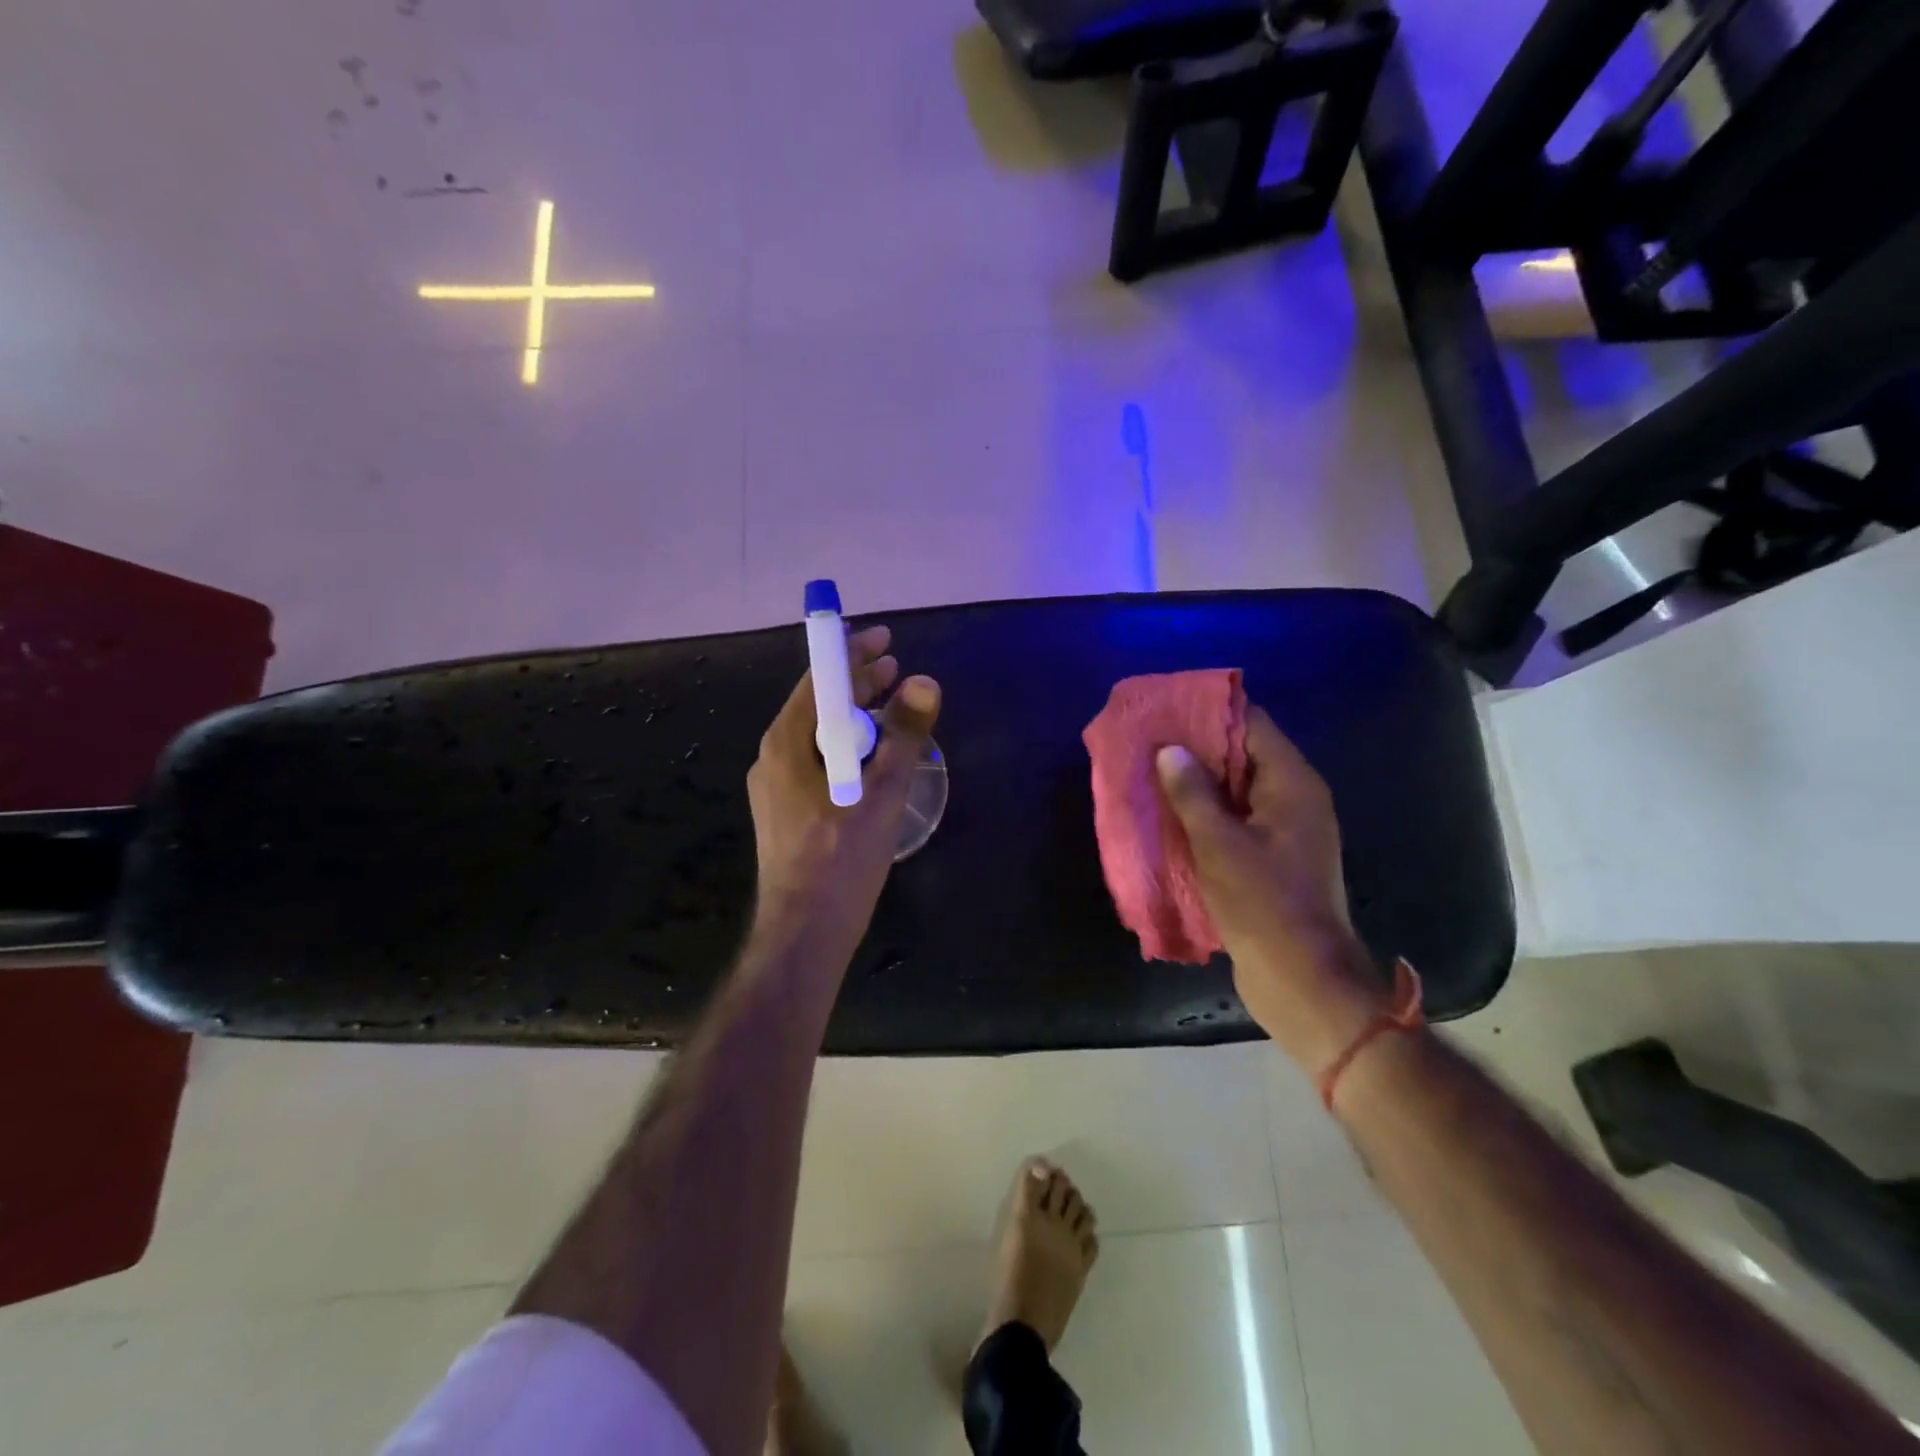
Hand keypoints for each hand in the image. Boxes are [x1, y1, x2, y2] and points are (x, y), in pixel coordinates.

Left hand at [747, 624, 940, 954]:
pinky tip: (876, 760)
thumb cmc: (840, 860)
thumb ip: (904, 736)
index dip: (854, 653)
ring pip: (821, 736)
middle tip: (897, 670)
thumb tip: (925, 681)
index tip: (886, 638)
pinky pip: (820, 762)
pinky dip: (850, 749)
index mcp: (787, 743)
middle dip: (859, 684)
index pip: (820, 679)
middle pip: (820, 705)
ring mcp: (777, 787)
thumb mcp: (881, 793)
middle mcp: (774, 757)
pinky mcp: (788, 812)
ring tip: (893, 710)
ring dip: (858, 718)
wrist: (803, 934)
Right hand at [1156, 710, 1385, 1068]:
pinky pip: (1237, 819)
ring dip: (1198, 782)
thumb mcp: (1219, 844)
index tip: (1166, 708)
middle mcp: (1295, 798)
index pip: (1251, 724)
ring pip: (1237, 789)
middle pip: (1244, 754)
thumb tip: (1169, 750)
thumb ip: (1192, 793)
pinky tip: (1172, 816)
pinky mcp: (1275, 858)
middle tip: (1148, 741)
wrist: (1302, 979)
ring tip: (1151, 774)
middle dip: (1196, 747)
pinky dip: (1208, 813)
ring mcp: (1286, 830)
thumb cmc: (1263, 905)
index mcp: (1292, 784)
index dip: (1208, 712)